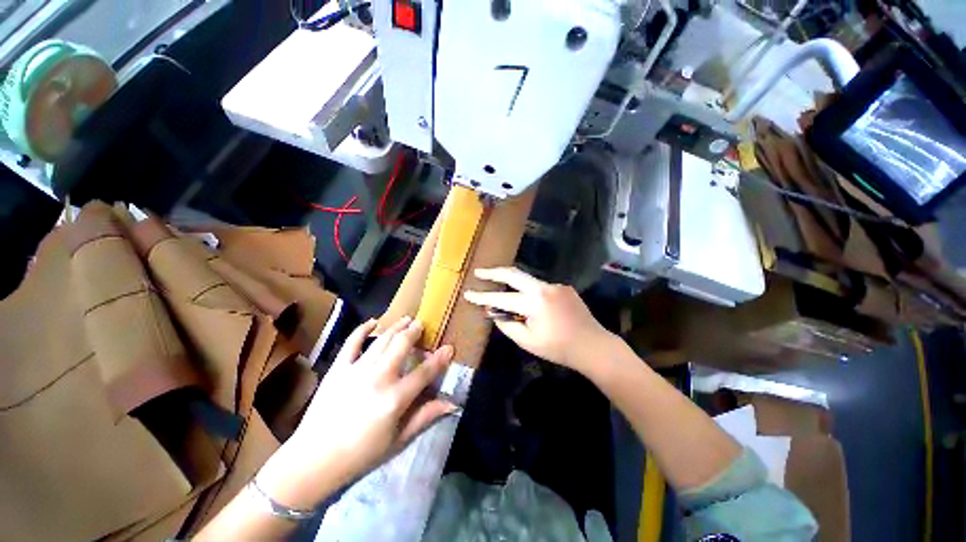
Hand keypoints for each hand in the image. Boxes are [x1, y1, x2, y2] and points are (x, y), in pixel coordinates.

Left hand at [256, 317, 456, 509]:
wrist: (313, 460)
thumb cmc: (361, 454)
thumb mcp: (398, 439)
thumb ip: (425, 416)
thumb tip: (452, 404)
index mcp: (395, 398)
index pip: (425, 372)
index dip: (440, 358)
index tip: (449, 347)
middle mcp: (379, 377)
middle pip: (402, 345)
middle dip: (414, 331)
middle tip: (421, 325)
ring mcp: (357, 370)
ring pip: (382, 340)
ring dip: (396, 327)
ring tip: (406, 319)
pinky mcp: (338, 369)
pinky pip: (352, 343)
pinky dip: (362, 330)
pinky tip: (372, 322)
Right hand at [464, 267, 613, 372]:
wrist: (594, 346)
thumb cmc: (559, 348)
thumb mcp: (528, 342)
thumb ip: (507, 325)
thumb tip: (493, 312)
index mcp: (534, 303)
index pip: (501, 298)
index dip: (483, 297)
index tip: (468, 293)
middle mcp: (544, 288)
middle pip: (513, 274)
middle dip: (494, 272)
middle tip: (479, 272)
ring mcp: (555, 285)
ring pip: (527, 280)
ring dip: (513, 284)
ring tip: (502, 291)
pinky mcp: (563, 287)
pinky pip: (540, 287)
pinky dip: (530, 293)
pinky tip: (533, 306)